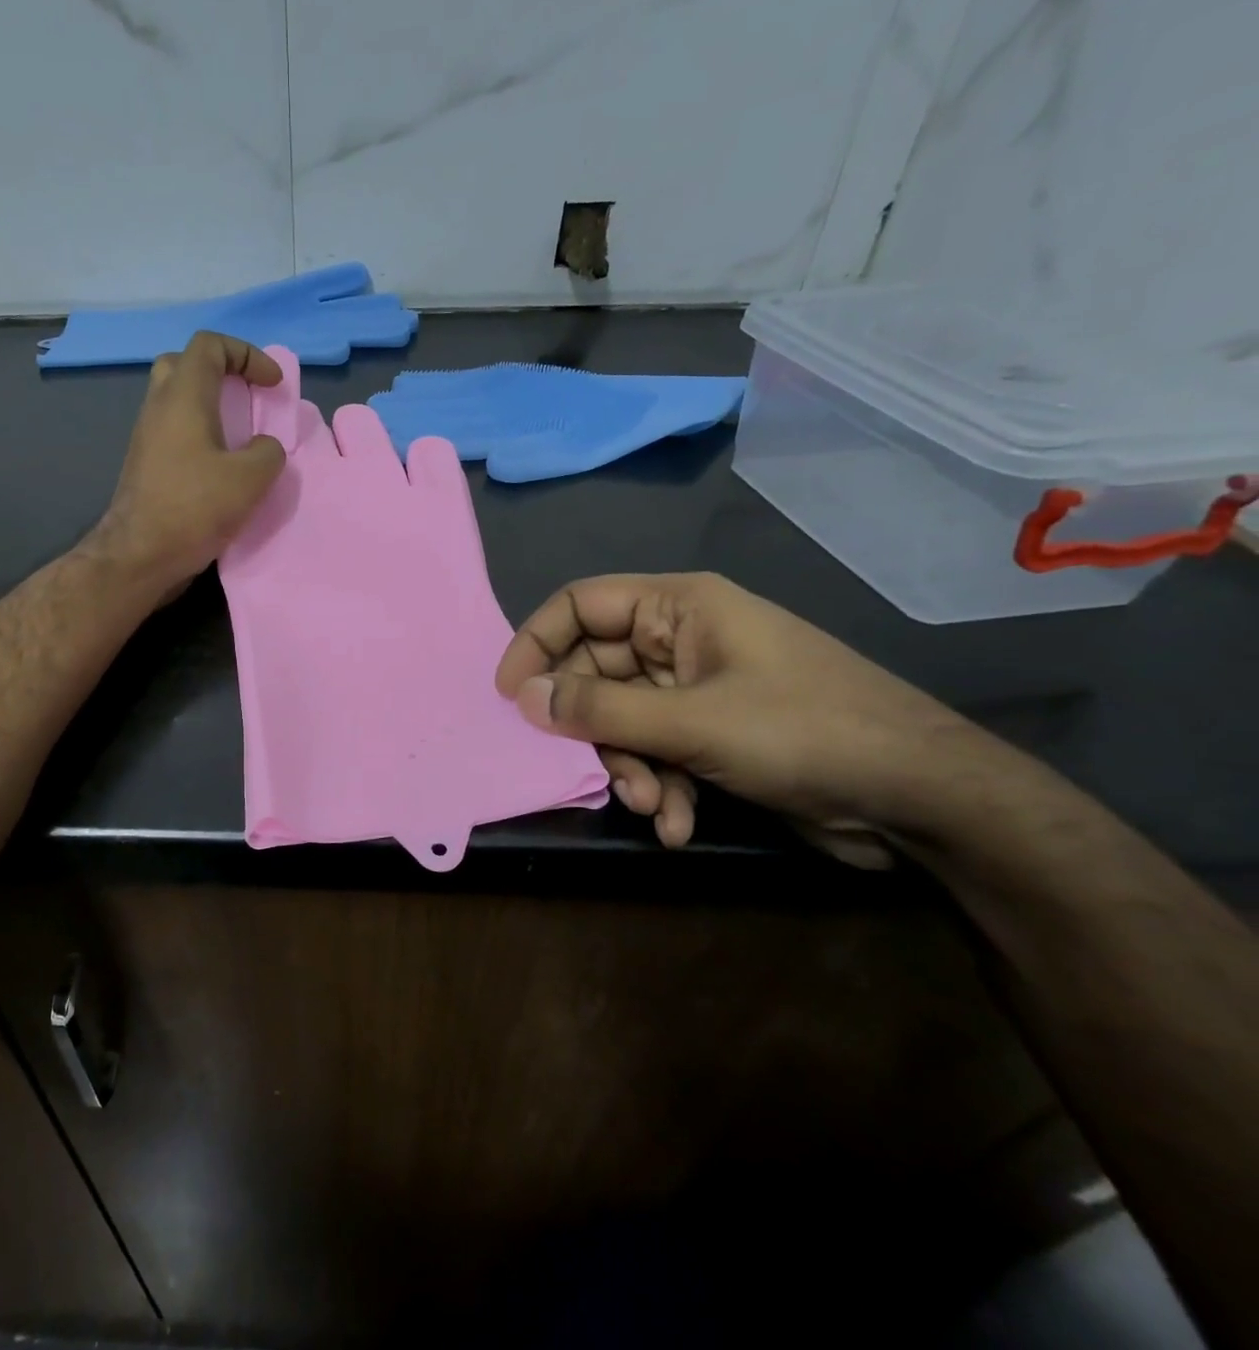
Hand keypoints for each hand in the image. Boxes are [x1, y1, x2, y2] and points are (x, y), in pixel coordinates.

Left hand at [89, 332, 286, 596]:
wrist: (139, 556)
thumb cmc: (193, 509)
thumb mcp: (249, 480)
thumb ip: (268, 452)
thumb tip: (264, 448)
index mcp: (183, 397)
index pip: (210, 345)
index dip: (247, 354)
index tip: (272, 385)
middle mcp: (159, 407)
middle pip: (185, 364)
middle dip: (222, 372)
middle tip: (247, 398)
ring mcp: (147, 436)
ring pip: (177, 400)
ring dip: (210, 406)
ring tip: (240, 435)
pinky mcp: (145, 464)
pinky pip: (174, 431)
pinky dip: (200, 434)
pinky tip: (220, 466)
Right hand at [495, 573, 992, 864]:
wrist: (922, 800)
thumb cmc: (805, 733)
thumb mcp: (693, 721)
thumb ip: (600, 708)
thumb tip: (522, 696)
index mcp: (677, 607)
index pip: (579, 605)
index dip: (536, 644)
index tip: (508, 695)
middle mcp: (680, 640)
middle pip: (596, 671)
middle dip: (593, 728)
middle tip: (592, 770)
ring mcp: (697, 689)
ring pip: (622, 718)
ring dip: (628, 766)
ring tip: (652, 805)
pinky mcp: (712, 733)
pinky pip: (656, 749)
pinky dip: (659, 785)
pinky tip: (676, 824)